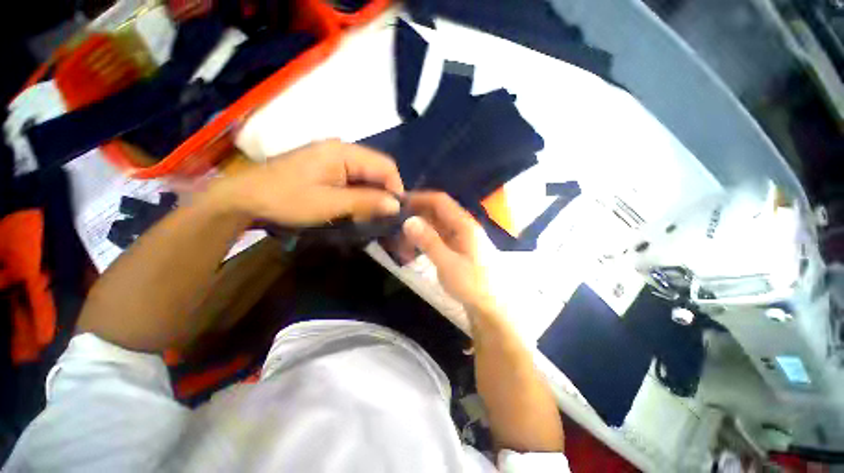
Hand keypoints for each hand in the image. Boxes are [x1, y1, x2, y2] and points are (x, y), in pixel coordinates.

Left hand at [215, 140, 403, 225]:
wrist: (246, 197)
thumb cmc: (287, 199)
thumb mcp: (330, 204)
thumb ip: (365, 202)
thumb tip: (395, 204)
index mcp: (344, 152)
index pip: (385, 165)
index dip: (395, 187)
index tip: (395, 210)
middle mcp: (341, 149)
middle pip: (376, 169)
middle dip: (383, 192)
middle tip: (381, 215)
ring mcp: (333, 157)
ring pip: (366, 175)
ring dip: (371, 194)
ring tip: (367, 214)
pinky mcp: (326, 166)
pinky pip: (353, 178)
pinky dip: (359, 193)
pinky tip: (353, 206)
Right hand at [402, 191, 493, 310]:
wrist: (493, 307)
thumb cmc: (473, 285)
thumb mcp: (448, 264)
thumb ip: (428, 241)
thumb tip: (409, 220)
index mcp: (464, 225)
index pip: (440, 201)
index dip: (420, 198)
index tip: (399, 203)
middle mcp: (464, 228)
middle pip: (437, 213)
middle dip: (416, 218)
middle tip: (396, 230)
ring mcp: (462, 240)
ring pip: (436, 227)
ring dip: (419, 233)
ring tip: (402, 246)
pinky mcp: (459, 251)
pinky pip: (439, 240)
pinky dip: (425, 243)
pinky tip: (414, 253)